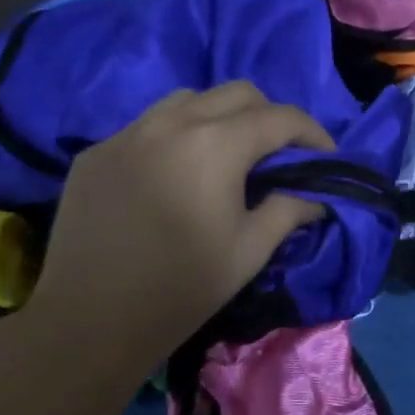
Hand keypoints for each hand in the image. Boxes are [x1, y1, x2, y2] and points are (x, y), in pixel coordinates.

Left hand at [23, 83, 332, 368]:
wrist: (89, 321)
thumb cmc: (182, 288)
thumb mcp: (249, 251)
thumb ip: (288, 211)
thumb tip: (315, 198)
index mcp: (216, 145)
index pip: (280, 117)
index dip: (312, 132)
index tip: (326, 155)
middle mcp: (172, 123)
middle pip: (237, 93)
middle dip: (269, 115)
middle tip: (279, 153)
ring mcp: (127, 133)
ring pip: (188, 100)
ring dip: (220, 117)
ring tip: (226, 155)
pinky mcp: (97, 152)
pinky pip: (147, 126)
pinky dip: (175, 136)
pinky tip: (174, 175)